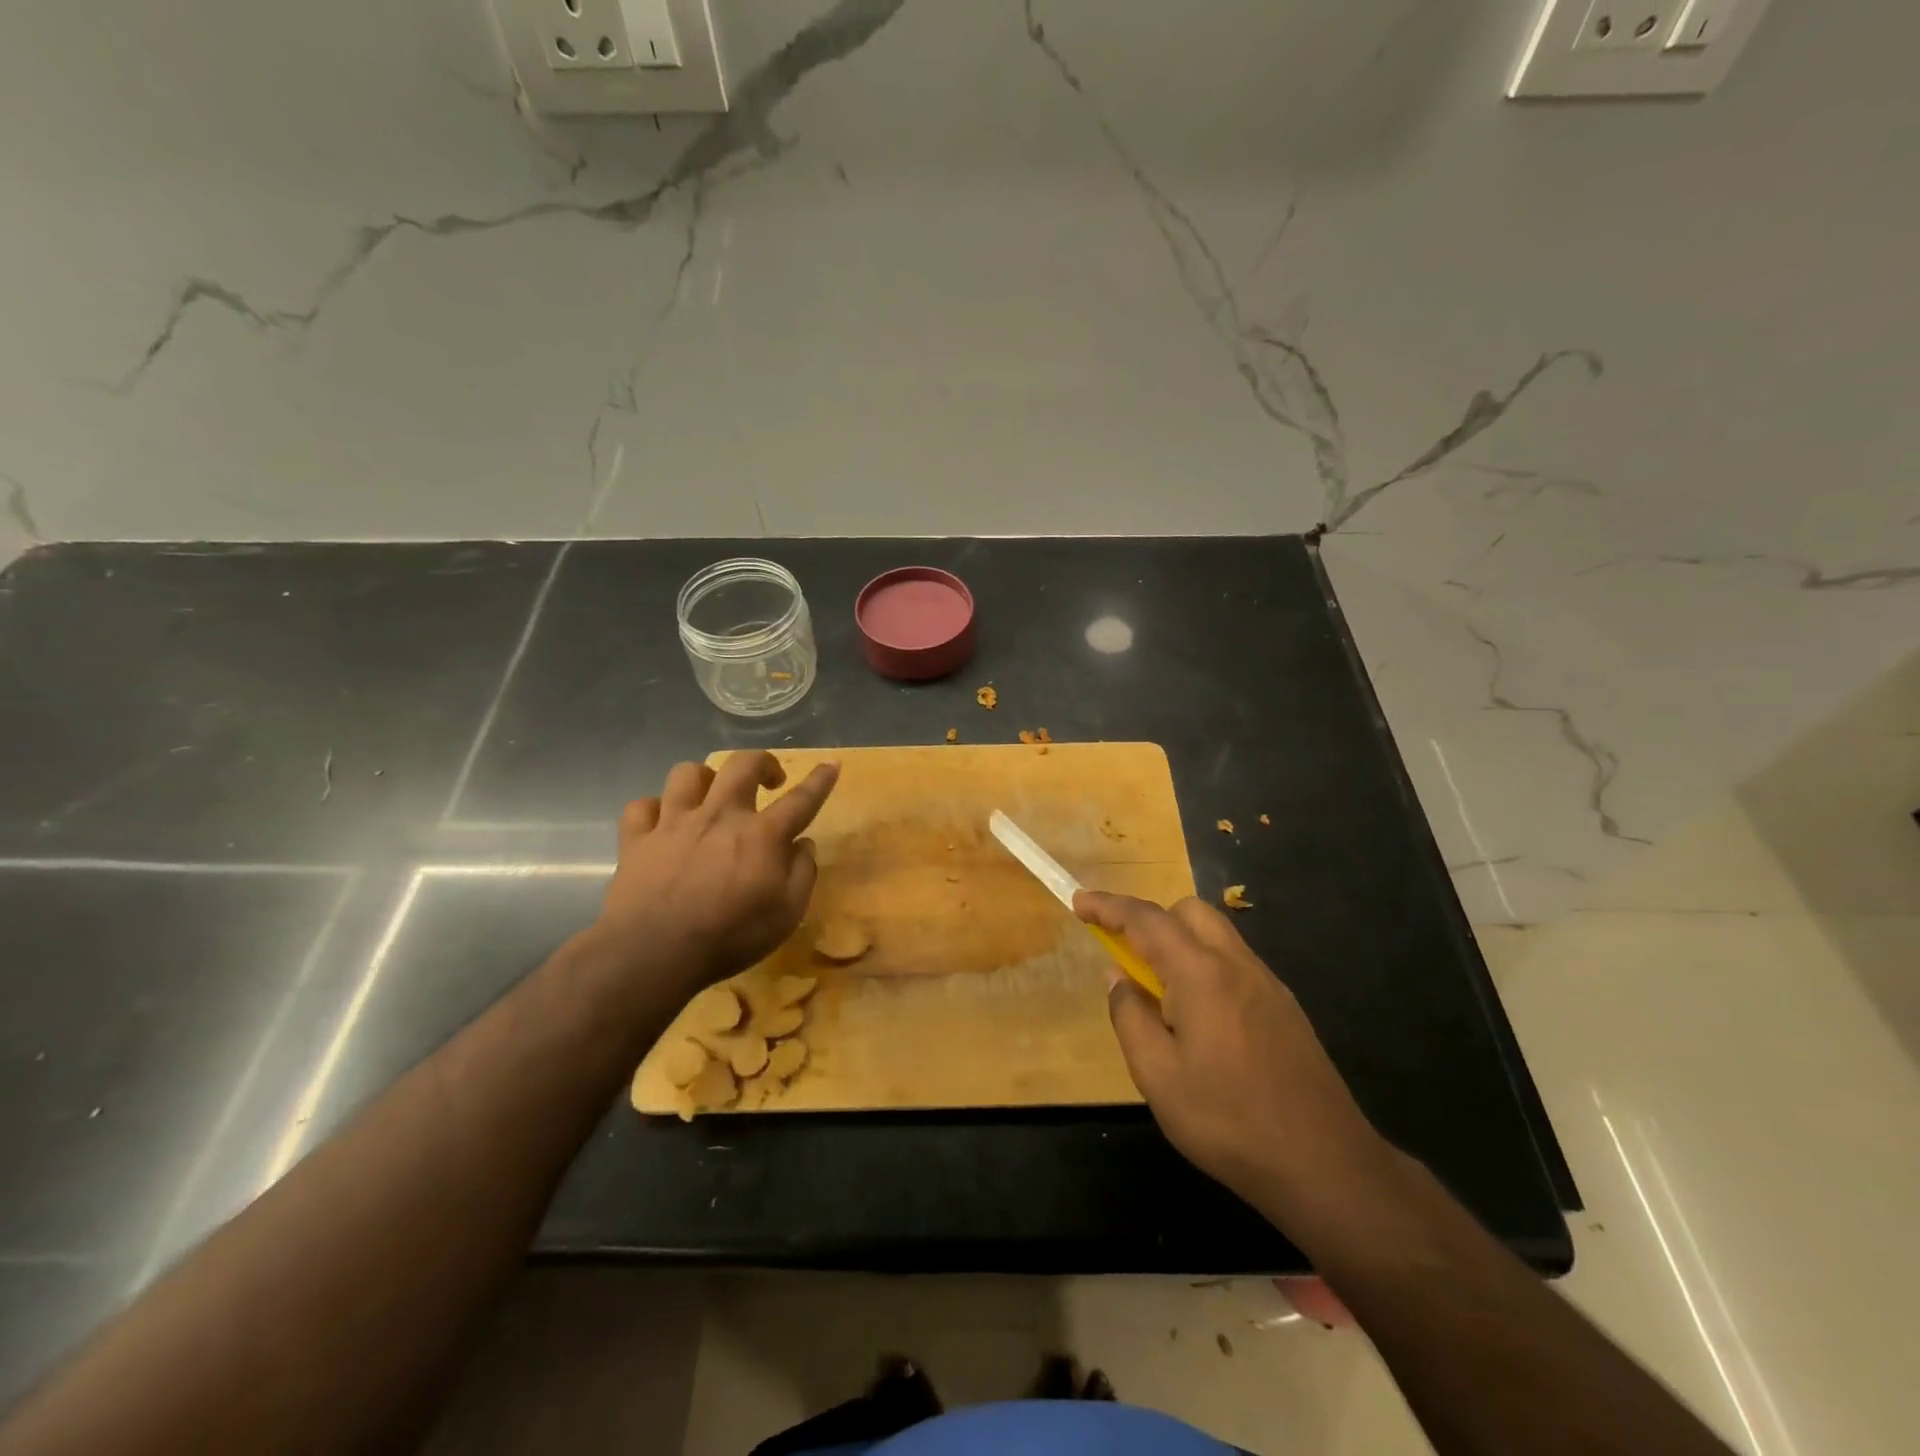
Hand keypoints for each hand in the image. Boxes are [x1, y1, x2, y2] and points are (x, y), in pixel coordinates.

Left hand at [593, 751, 838, 997]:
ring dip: (705, 777)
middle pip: (742, 765)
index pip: (801, 799)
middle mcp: (719, 816)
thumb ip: (802, 874)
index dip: (820, 780)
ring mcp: (674, 823)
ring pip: (687, 773)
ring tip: (711, 795)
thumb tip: (804, 845)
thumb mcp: (787, 914)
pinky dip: (654, 810)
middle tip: (769, 779)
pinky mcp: (637, 840)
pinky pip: (642, 807)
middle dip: (761, 762)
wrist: (654, 953)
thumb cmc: (730, 937)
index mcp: (761, 835)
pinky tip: (661, 823)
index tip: (831, 764)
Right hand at [1074, 890, 1393, 1222]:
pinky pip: (1234, 962)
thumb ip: (1130, 1017)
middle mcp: (1236, 964)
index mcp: (1201, 973)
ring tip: (1159, 988)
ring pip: (1216, 934)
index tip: (1079, 901)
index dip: (1109, 906)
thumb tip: (1117, 977)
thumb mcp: (1157, 1076)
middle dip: (1150, 918)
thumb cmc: (1228, 1121)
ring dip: (1179, 941)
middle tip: (1123, 952)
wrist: (1325, 1164)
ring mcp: (1267, 984)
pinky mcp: (1284, 1007)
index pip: (1146, 920)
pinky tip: (1199, 1015)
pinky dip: (1205, 964)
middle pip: (1188, 912)